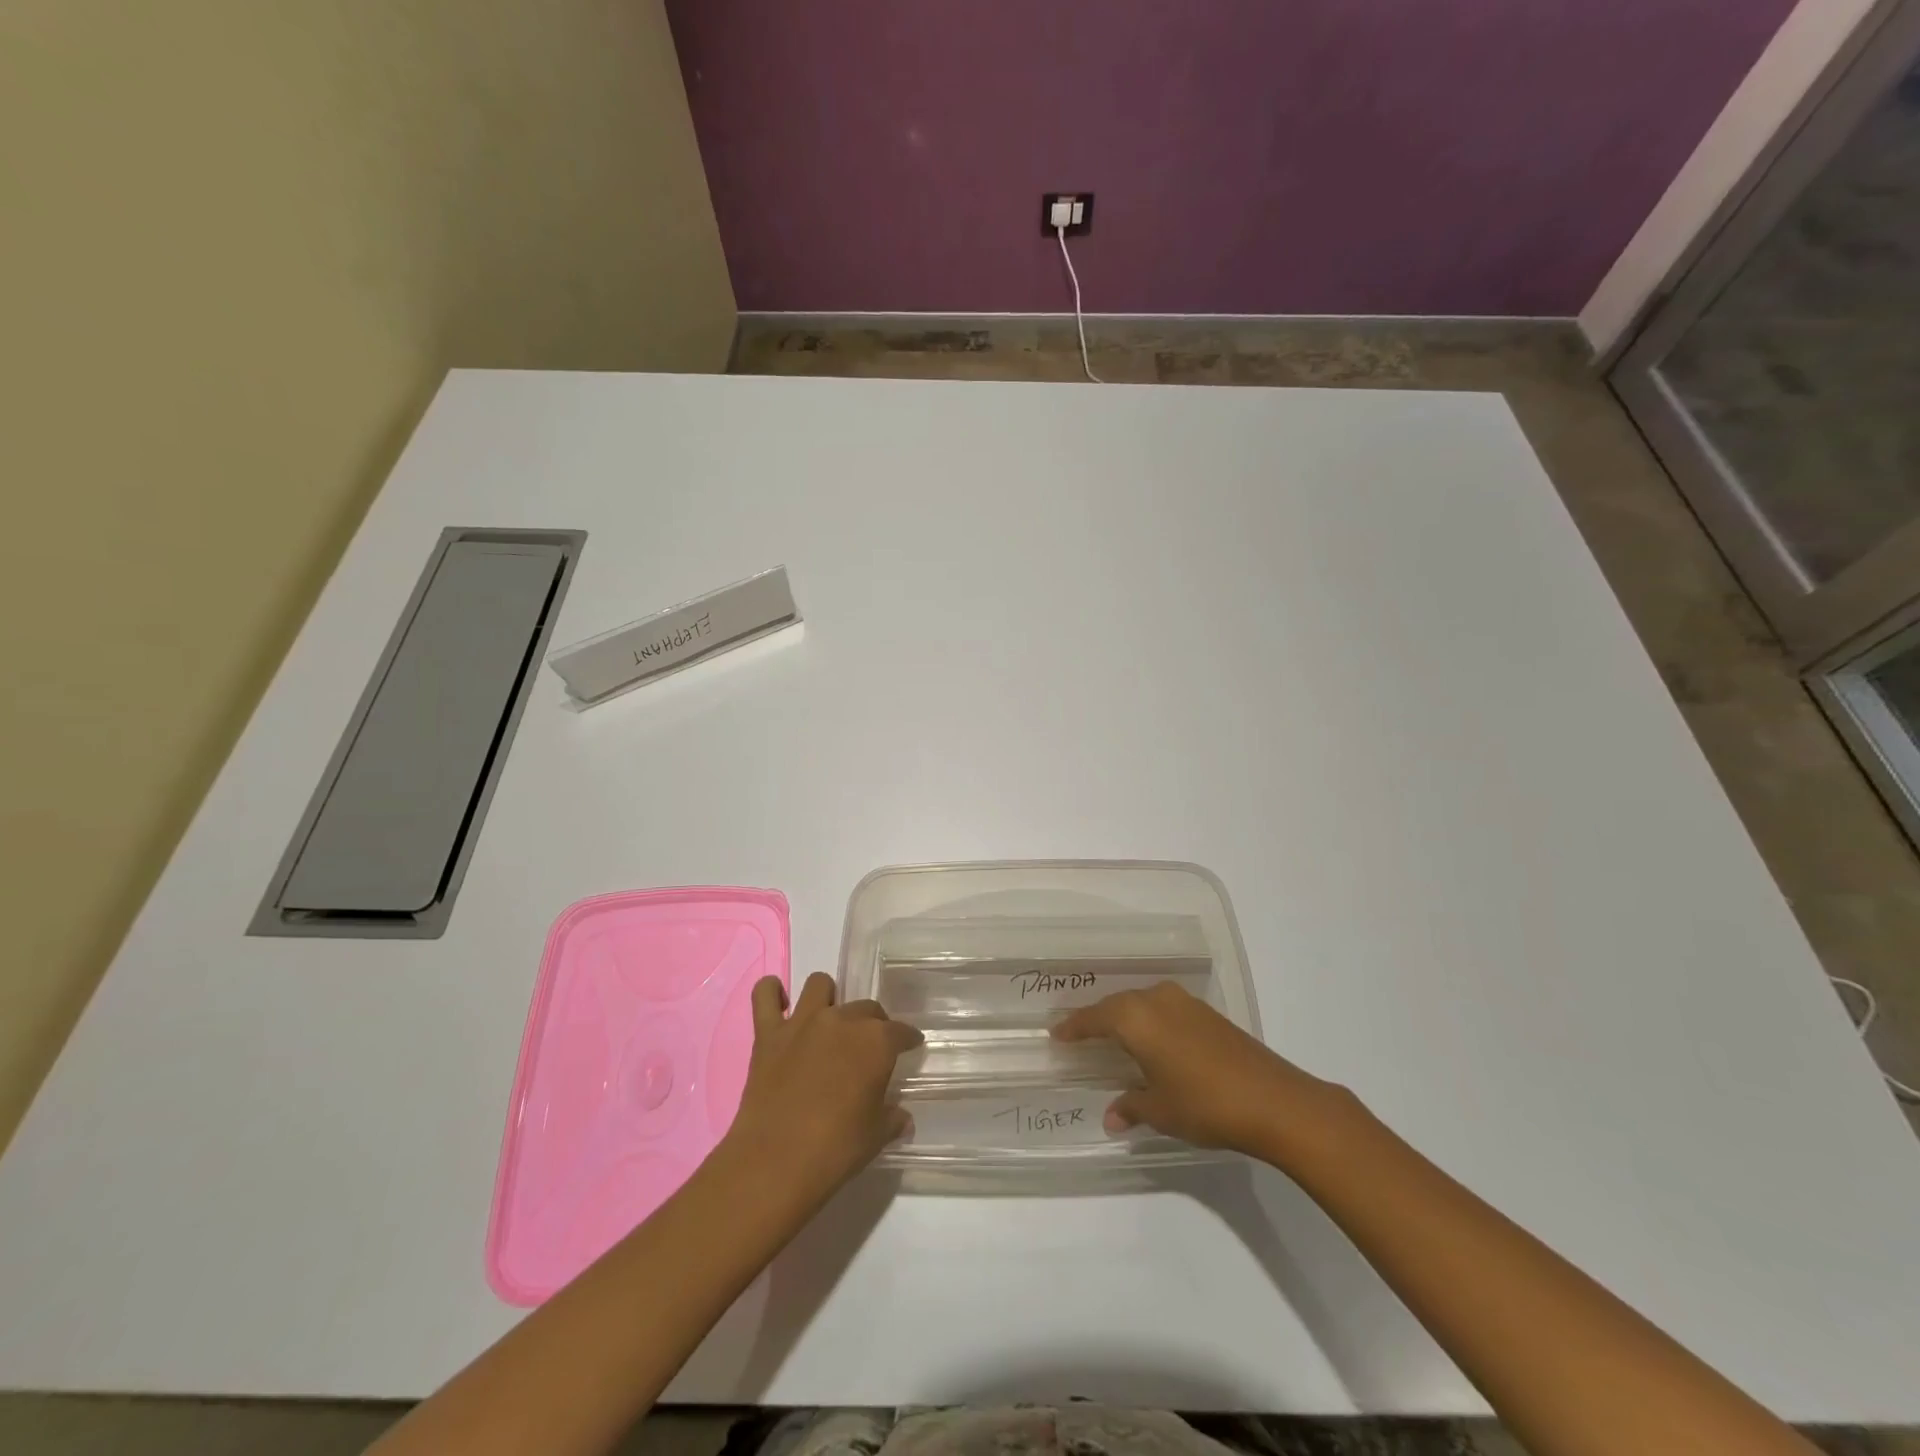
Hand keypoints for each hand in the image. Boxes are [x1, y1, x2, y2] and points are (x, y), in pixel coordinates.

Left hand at [721, 973, 921, 1206]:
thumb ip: (892, 1119)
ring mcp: (802, 1022)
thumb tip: (902, 1118)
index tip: (910, 1046)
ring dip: (828, 998)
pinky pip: (765, 994)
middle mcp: (842, 1020)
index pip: (901, 1031)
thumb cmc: (835, 1149)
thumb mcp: (876, 1137)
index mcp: (876, 1042)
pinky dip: (772, 992)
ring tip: (828, 1022)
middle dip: (873, 1024)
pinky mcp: (768, 1033)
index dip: (907, 1039)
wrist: (775, 1162)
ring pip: (820, 985)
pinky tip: (780, 1004)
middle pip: (866, 1008)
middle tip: (868, 1049)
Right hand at [1051, 982, 1334, 1154]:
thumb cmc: (1204, 1104)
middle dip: (1098, 1020)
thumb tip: (1111, 1117)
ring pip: (1142, 1003)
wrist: (1273, 1100)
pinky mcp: (1207, 1013)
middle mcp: (1156, 1000)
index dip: (1074, 1027)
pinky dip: (1150, 1021)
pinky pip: (1164, 1009)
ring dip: (1126, 1018)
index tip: (1056, 1034)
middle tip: (1081, 1035)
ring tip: (1114, 1037)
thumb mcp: (1160, 1110)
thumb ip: (1130, 1107)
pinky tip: (1152, 1041)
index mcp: (1135, 1018)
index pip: (1094, 1018)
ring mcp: (1184, 1003)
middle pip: (1117, 1005)